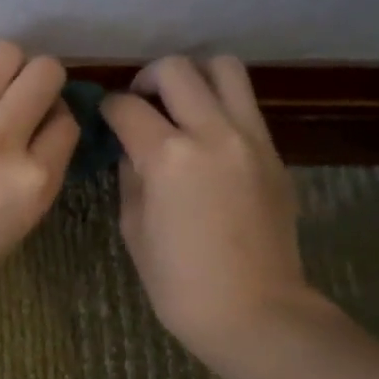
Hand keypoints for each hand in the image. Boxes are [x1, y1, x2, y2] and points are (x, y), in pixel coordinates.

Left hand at [0, 41, 78, 324]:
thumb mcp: (22, 220)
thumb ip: (40, 169)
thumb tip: (46, 123)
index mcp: (34, 181)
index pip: (67, 122)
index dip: (58, 121)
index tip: (45, 129)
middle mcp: (1, 141)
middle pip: (44, 73)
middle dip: (43, 82)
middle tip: (26, 99)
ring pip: (3, 54)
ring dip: (8, 69)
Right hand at [102, 56, 322, 366]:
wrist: (255, 311)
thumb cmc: (180, 283)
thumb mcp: (134, 228)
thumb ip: (130, 176)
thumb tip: (131, 148)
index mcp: (166, 156)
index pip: (126, 106)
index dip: (107, 108)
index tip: (105, 118)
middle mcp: (211, 132)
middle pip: (176, 69)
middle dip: (148, 78)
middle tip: (141, 103)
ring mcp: (250, 137)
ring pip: (224, 68)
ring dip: (194, 76)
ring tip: (181, 103)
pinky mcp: (274, 152)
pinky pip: (246, 104)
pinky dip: (222, 104)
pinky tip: (209, 136)